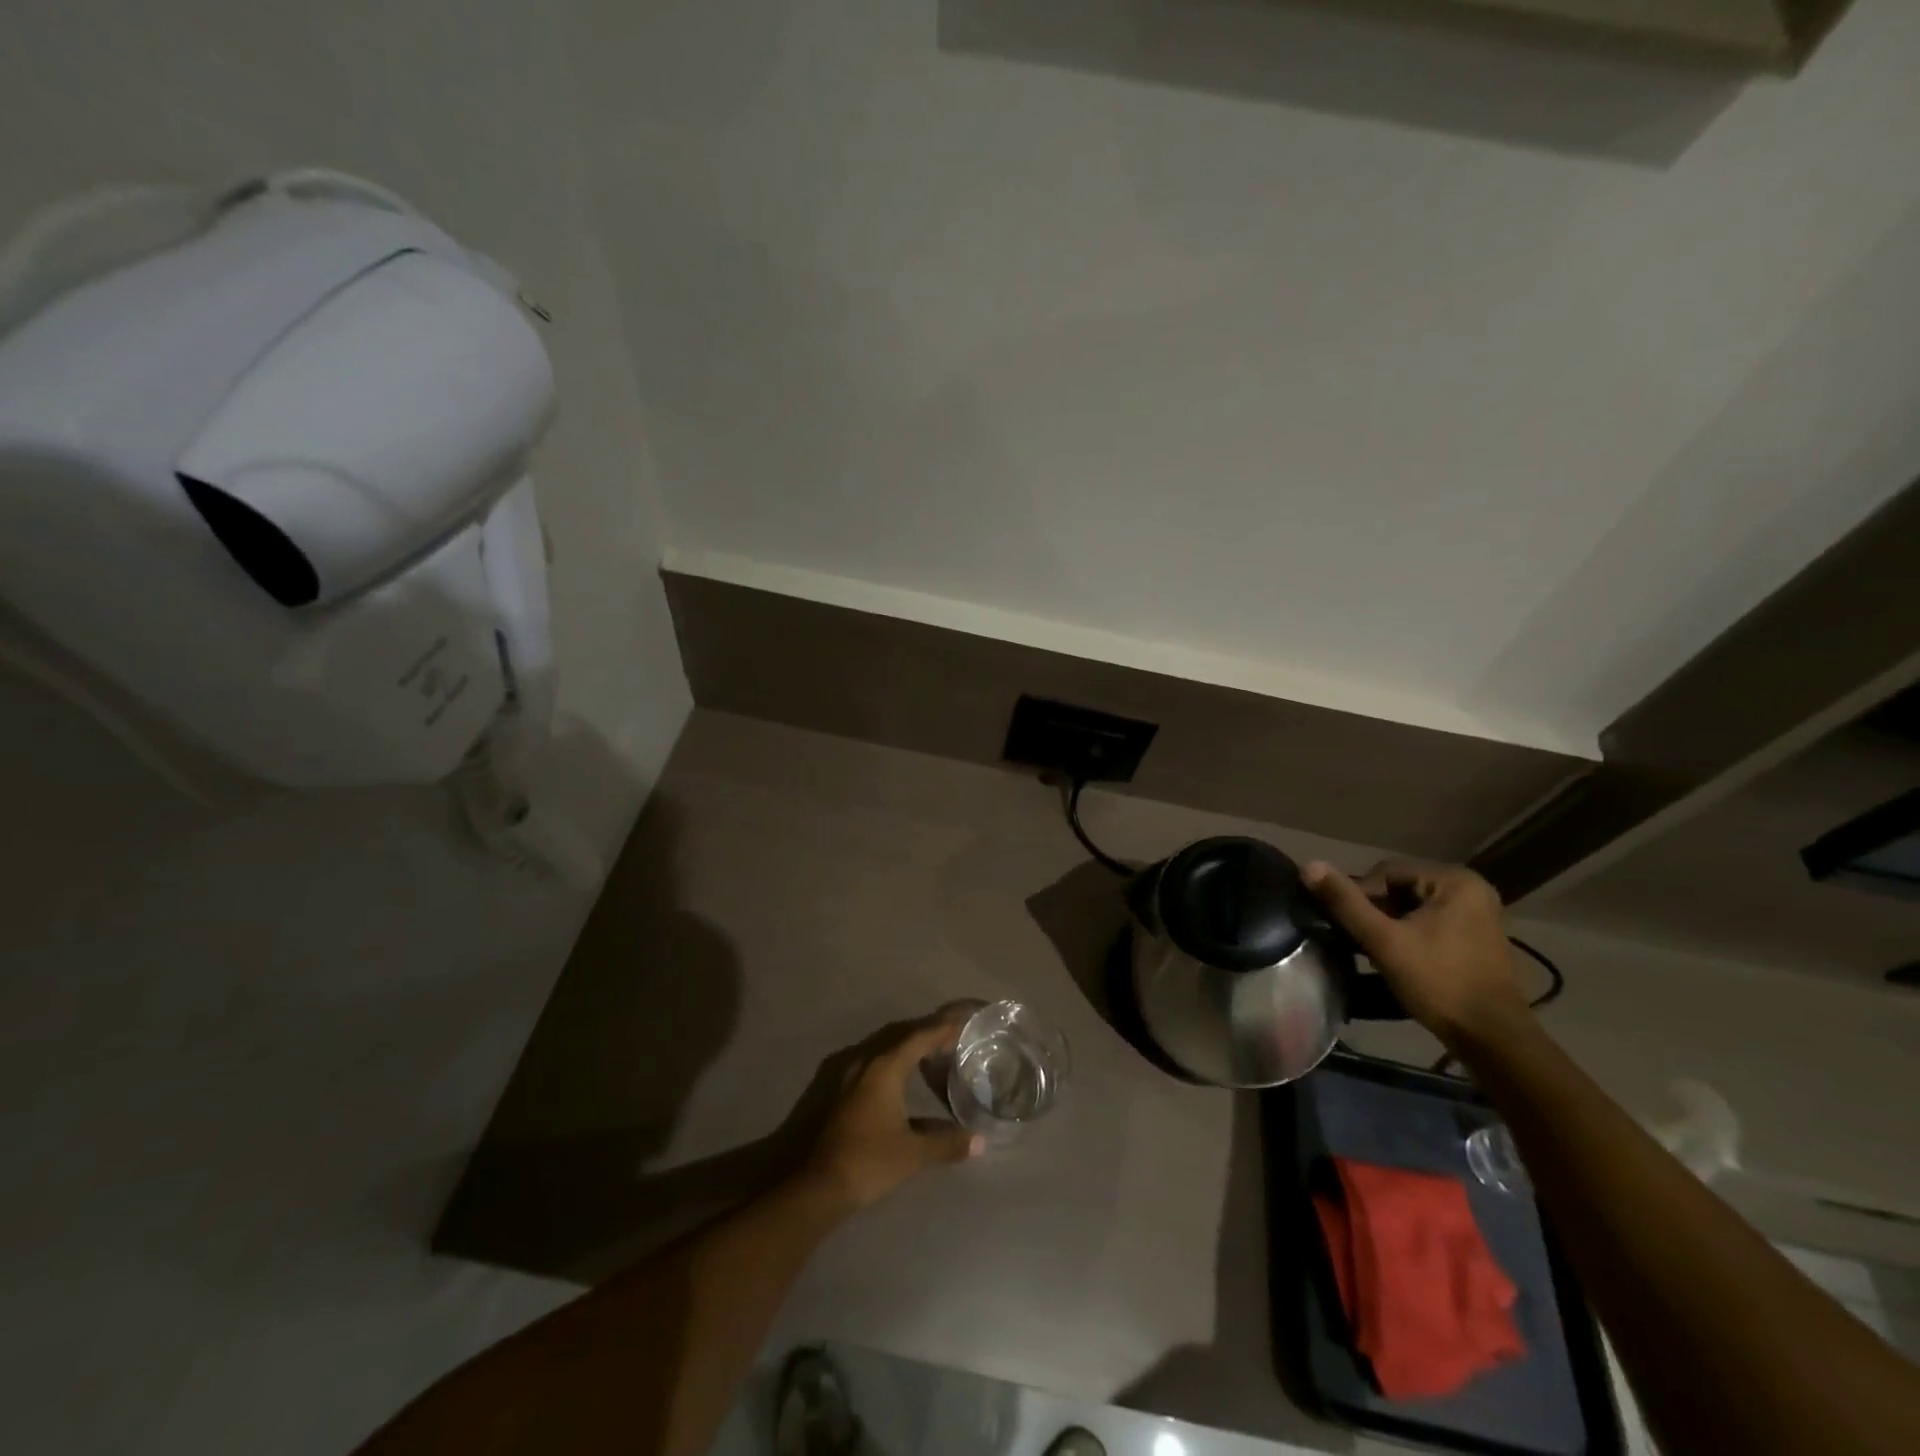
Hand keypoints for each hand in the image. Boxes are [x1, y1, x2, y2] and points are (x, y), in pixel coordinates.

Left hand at [800, 1016, 982, 1212]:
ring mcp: (849, 1078)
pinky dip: (893, 1065)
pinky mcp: (841, 1095)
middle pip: (900, 1039)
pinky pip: (873, 1067)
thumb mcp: (913, 1153)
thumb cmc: (869, 1161)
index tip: (962, 1024)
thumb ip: (947, 1143)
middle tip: (950, 1037)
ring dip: (908, 1050)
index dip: (941, 1029)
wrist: (818, 1186)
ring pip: (884, 1052)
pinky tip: (903, 1081)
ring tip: (931, 1055)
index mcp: (884, 1068)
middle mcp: (865, 1063)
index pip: (918, 1038)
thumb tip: (979, 1141)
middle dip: (926, 1035)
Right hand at [1303, 859, 1528, 1044]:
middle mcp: (1470, 890)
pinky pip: (1427, 923)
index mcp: (1455, 880)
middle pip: (1399, 889)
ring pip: (1411, 908)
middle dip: (1375, 912)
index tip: (1348, 927)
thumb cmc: (1439, 983)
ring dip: (1387, 925)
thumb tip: (1309, 865)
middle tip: (1359, 941)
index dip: (1360, 896)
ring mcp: (1476, 915)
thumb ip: (1346, 902)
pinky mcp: (1474, 938)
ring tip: (1373, 951)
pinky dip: (1406, 935)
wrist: (1492, 1039)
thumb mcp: (1384, 940)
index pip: (1386, 872)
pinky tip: (1395, 958)